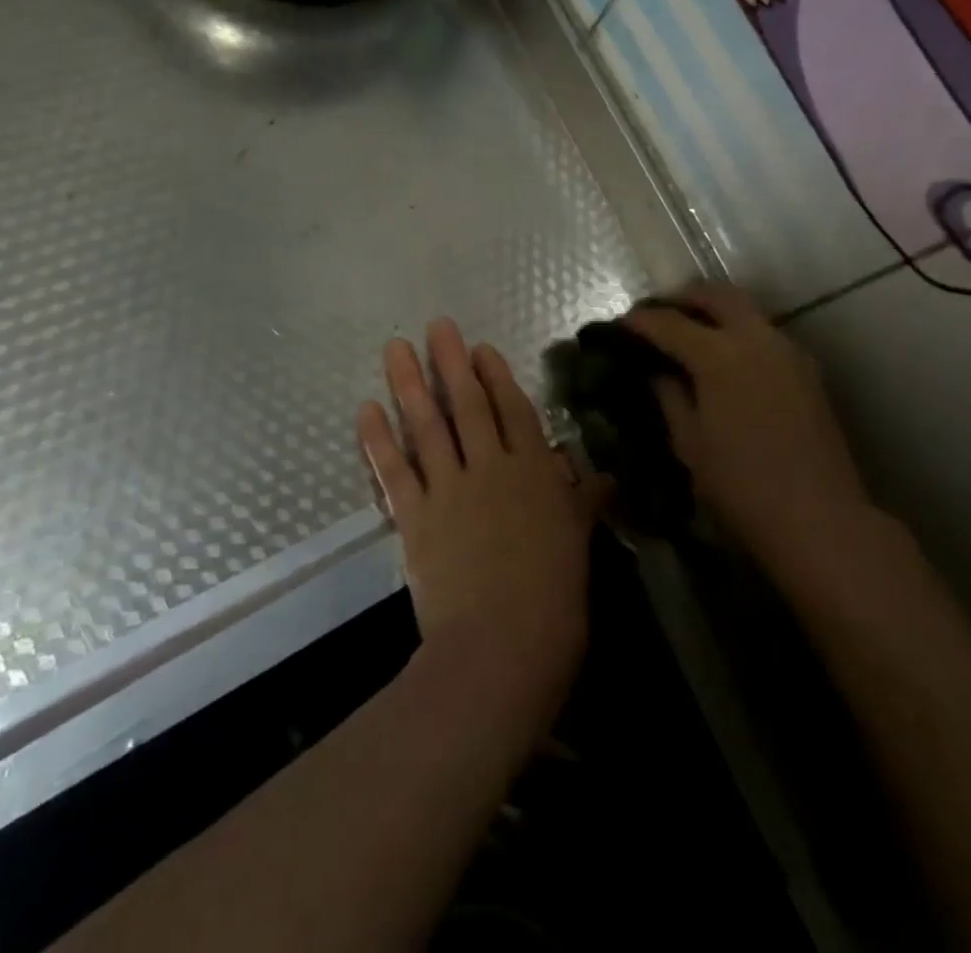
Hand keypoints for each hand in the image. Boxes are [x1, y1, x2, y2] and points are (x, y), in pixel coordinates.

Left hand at [358, 320, 608, 722]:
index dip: (496, 376)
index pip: (513, 411)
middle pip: (467, 405)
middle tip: (435, 325)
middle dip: (451, 362)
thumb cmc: (555, 597)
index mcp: (534, 471)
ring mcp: (449, 490)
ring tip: (396, 348)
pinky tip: (366, 410)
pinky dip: (377, 441)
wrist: (503, 645)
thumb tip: (605, 477)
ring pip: (427, 427)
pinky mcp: (415, 518)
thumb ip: (584, 503)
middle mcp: (490, 467)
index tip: (479, 347)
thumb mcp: (578, 542)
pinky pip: (393, 472)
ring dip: (410, 385)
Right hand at [623, 283, 876, 584]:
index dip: (642, 321)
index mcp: (719, 355)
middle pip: (716, 295)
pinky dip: (740, 331)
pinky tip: (727, 360)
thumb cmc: (741, 486)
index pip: (670, 323)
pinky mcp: (807, 369)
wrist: (819, 518)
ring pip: (746, 310)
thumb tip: (657, 372)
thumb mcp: (689, 444)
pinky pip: (766, 333)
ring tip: (691, 333)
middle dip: (684, 298)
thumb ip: (670, 397)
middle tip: (660, 313)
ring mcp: (787, 351)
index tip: (623, 324)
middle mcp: (756, 339)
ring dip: (715, 311)